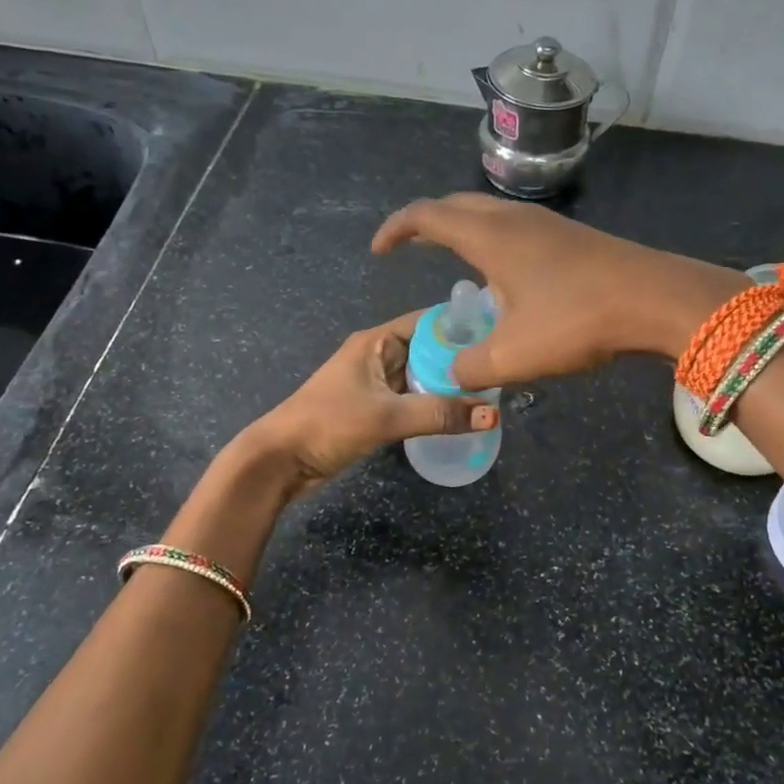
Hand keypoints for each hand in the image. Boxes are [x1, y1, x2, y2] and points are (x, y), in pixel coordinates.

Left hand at [241, 310, 498, 494]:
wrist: (280, 461)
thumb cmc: (328, 424)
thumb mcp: (387, 416)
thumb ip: (440, 414)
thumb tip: (494, 413)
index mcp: (376, 341)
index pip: (429, 322)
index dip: (463, 327)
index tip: (500, 335)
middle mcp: (378, 355)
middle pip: (429, 350)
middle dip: (462, 360)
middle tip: (503, 371)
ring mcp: (376, 383)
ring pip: (422, 377)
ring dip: (450, 385)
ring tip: (492, 392)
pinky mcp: (375, 409)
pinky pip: (413, 399)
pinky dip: (435, 404)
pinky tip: (461, 414)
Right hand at [372, 193, 741, 390]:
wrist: (655, 298)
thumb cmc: (577, 319)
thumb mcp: (514, 354)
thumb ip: (472, 366)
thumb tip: (454, 373)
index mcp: (489, 236)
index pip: (427, 216)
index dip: (396, 229)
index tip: (379, 251)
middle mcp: (514, 219)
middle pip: (457, 205)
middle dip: (427, 223)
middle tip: (411, 248)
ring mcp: (547, 224)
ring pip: (490, 214)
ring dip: (464, 230)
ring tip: (455, 262)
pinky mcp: (572, 238)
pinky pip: (517, 229)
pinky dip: (495, 242)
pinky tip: (506, 277)